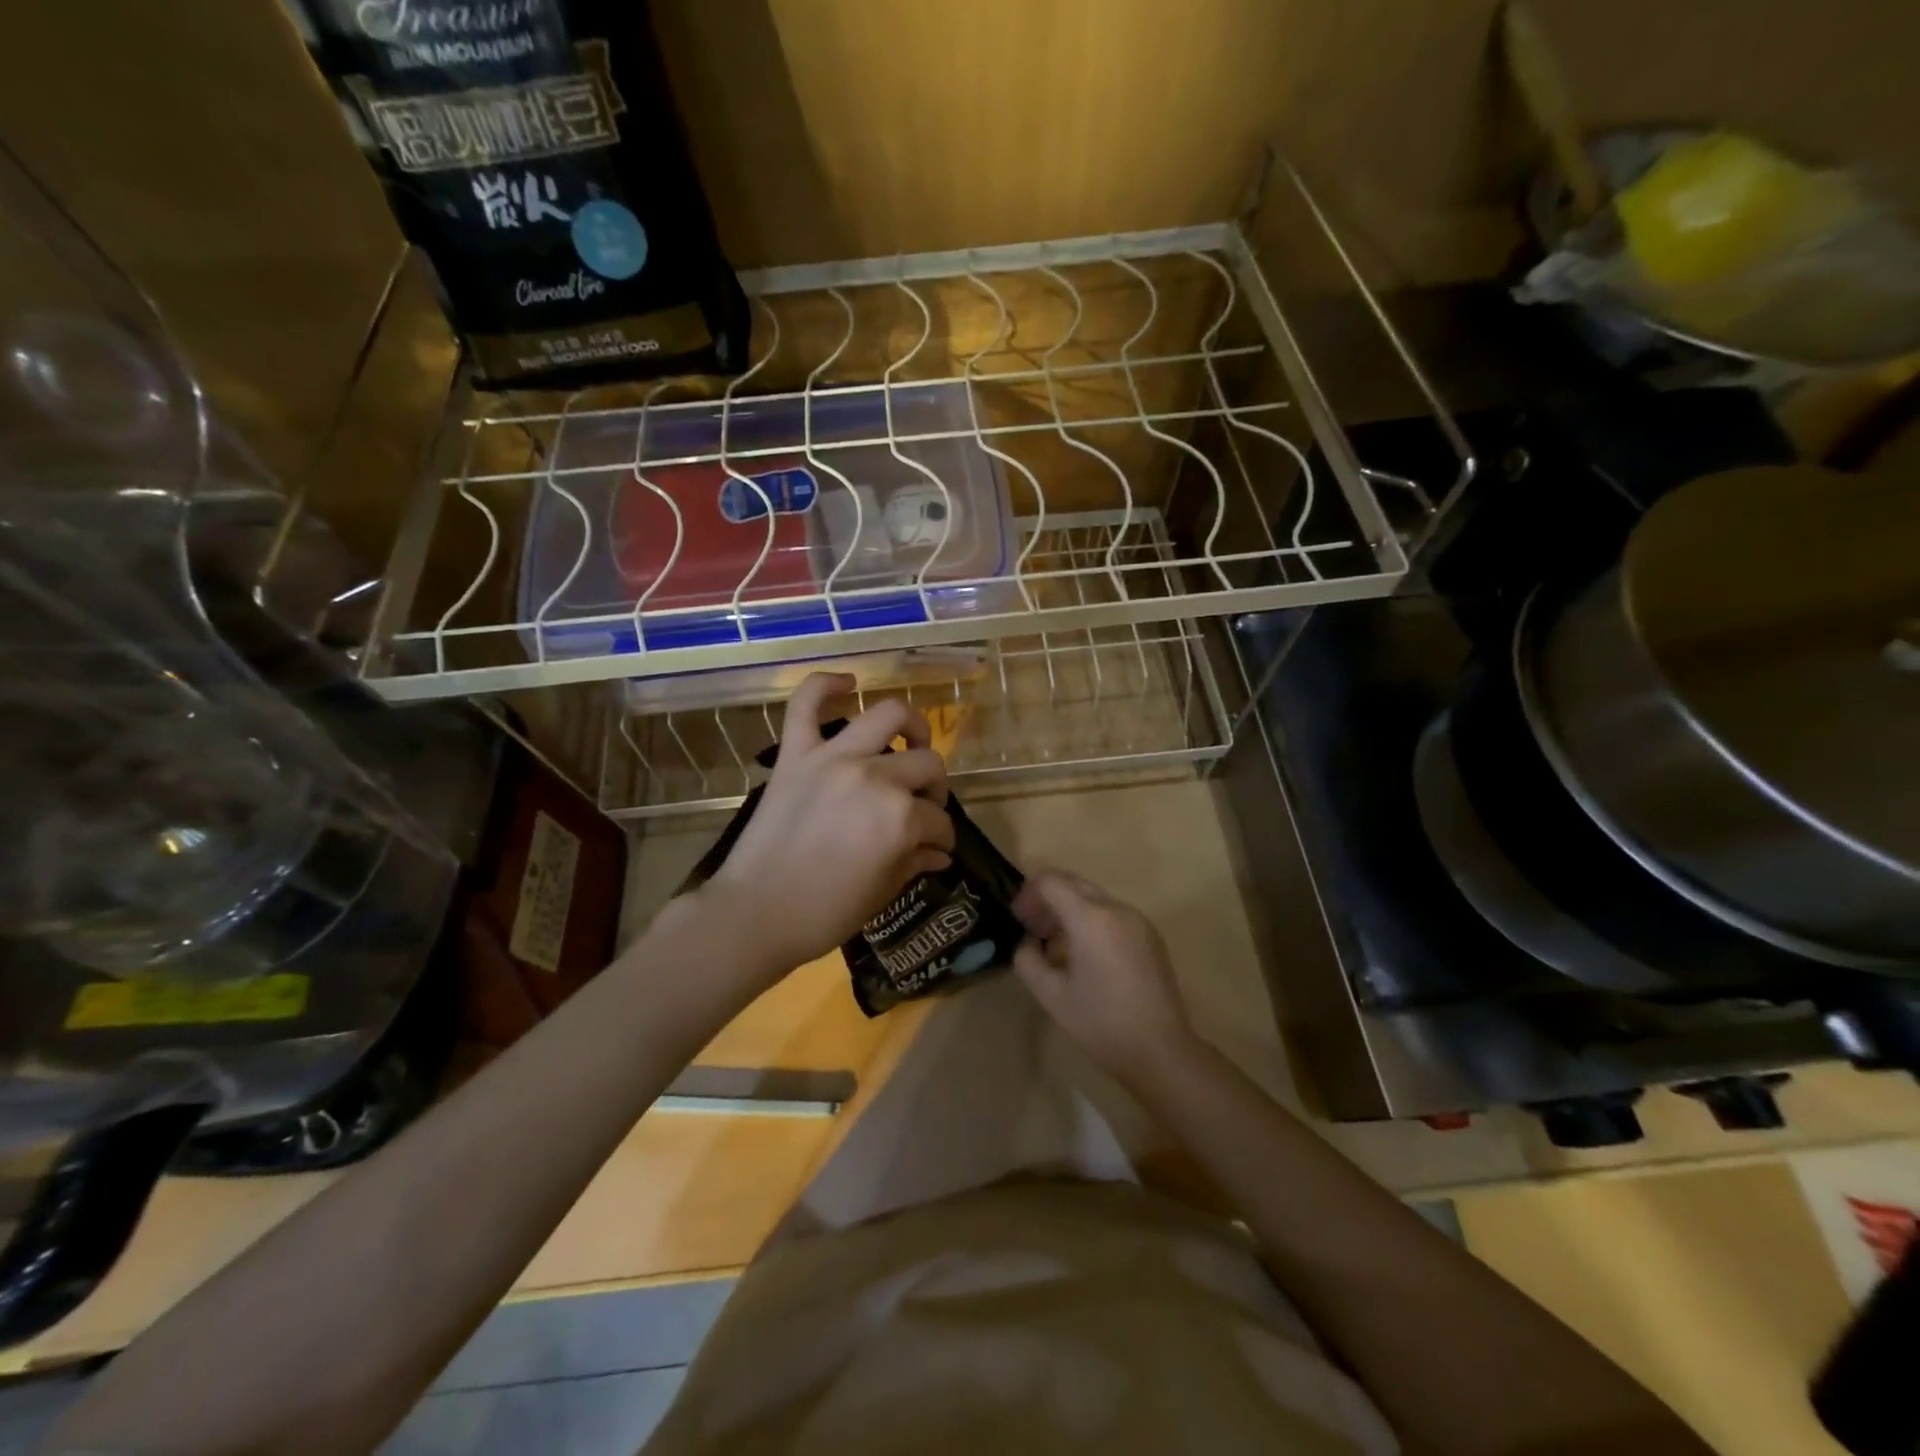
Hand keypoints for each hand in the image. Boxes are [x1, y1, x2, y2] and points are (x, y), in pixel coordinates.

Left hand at [703, 673, 954, 975]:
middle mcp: (874, 777)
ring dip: (910, 726)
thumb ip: (915, 863)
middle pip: (926, 765)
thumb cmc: (825, 913)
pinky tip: (848, 682)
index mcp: (900, 818)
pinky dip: (826, 685)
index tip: (937, 849)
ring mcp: (833, 758)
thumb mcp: (882, 893)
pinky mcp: (796, 754)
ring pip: (887, 716)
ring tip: (911, 743)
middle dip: (935, 790)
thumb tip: (939, 854)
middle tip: (924, 808)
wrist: (755, 913)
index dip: (943, 838)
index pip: (938, 821)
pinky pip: (805, 704)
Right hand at [1011, 871, 1200, 1092]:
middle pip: (1074, 883)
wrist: (1159, 1050)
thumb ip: (1027, 959)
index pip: (1052, 881)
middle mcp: (1116, 909)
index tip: (1019, 920)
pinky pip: (1112, 913)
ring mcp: (1138, 920)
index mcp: (1091, 918)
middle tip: (1032, 927)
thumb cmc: (1100, 1023)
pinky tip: (1086, 953)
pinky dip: (1092, 920)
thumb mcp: (1050, 995)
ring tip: (1056, 943)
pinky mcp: (1150, 935)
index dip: (1028, 894)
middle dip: (1048, 898)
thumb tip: (1028, 942)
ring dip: (1069, 908)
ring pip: (1094, 897)